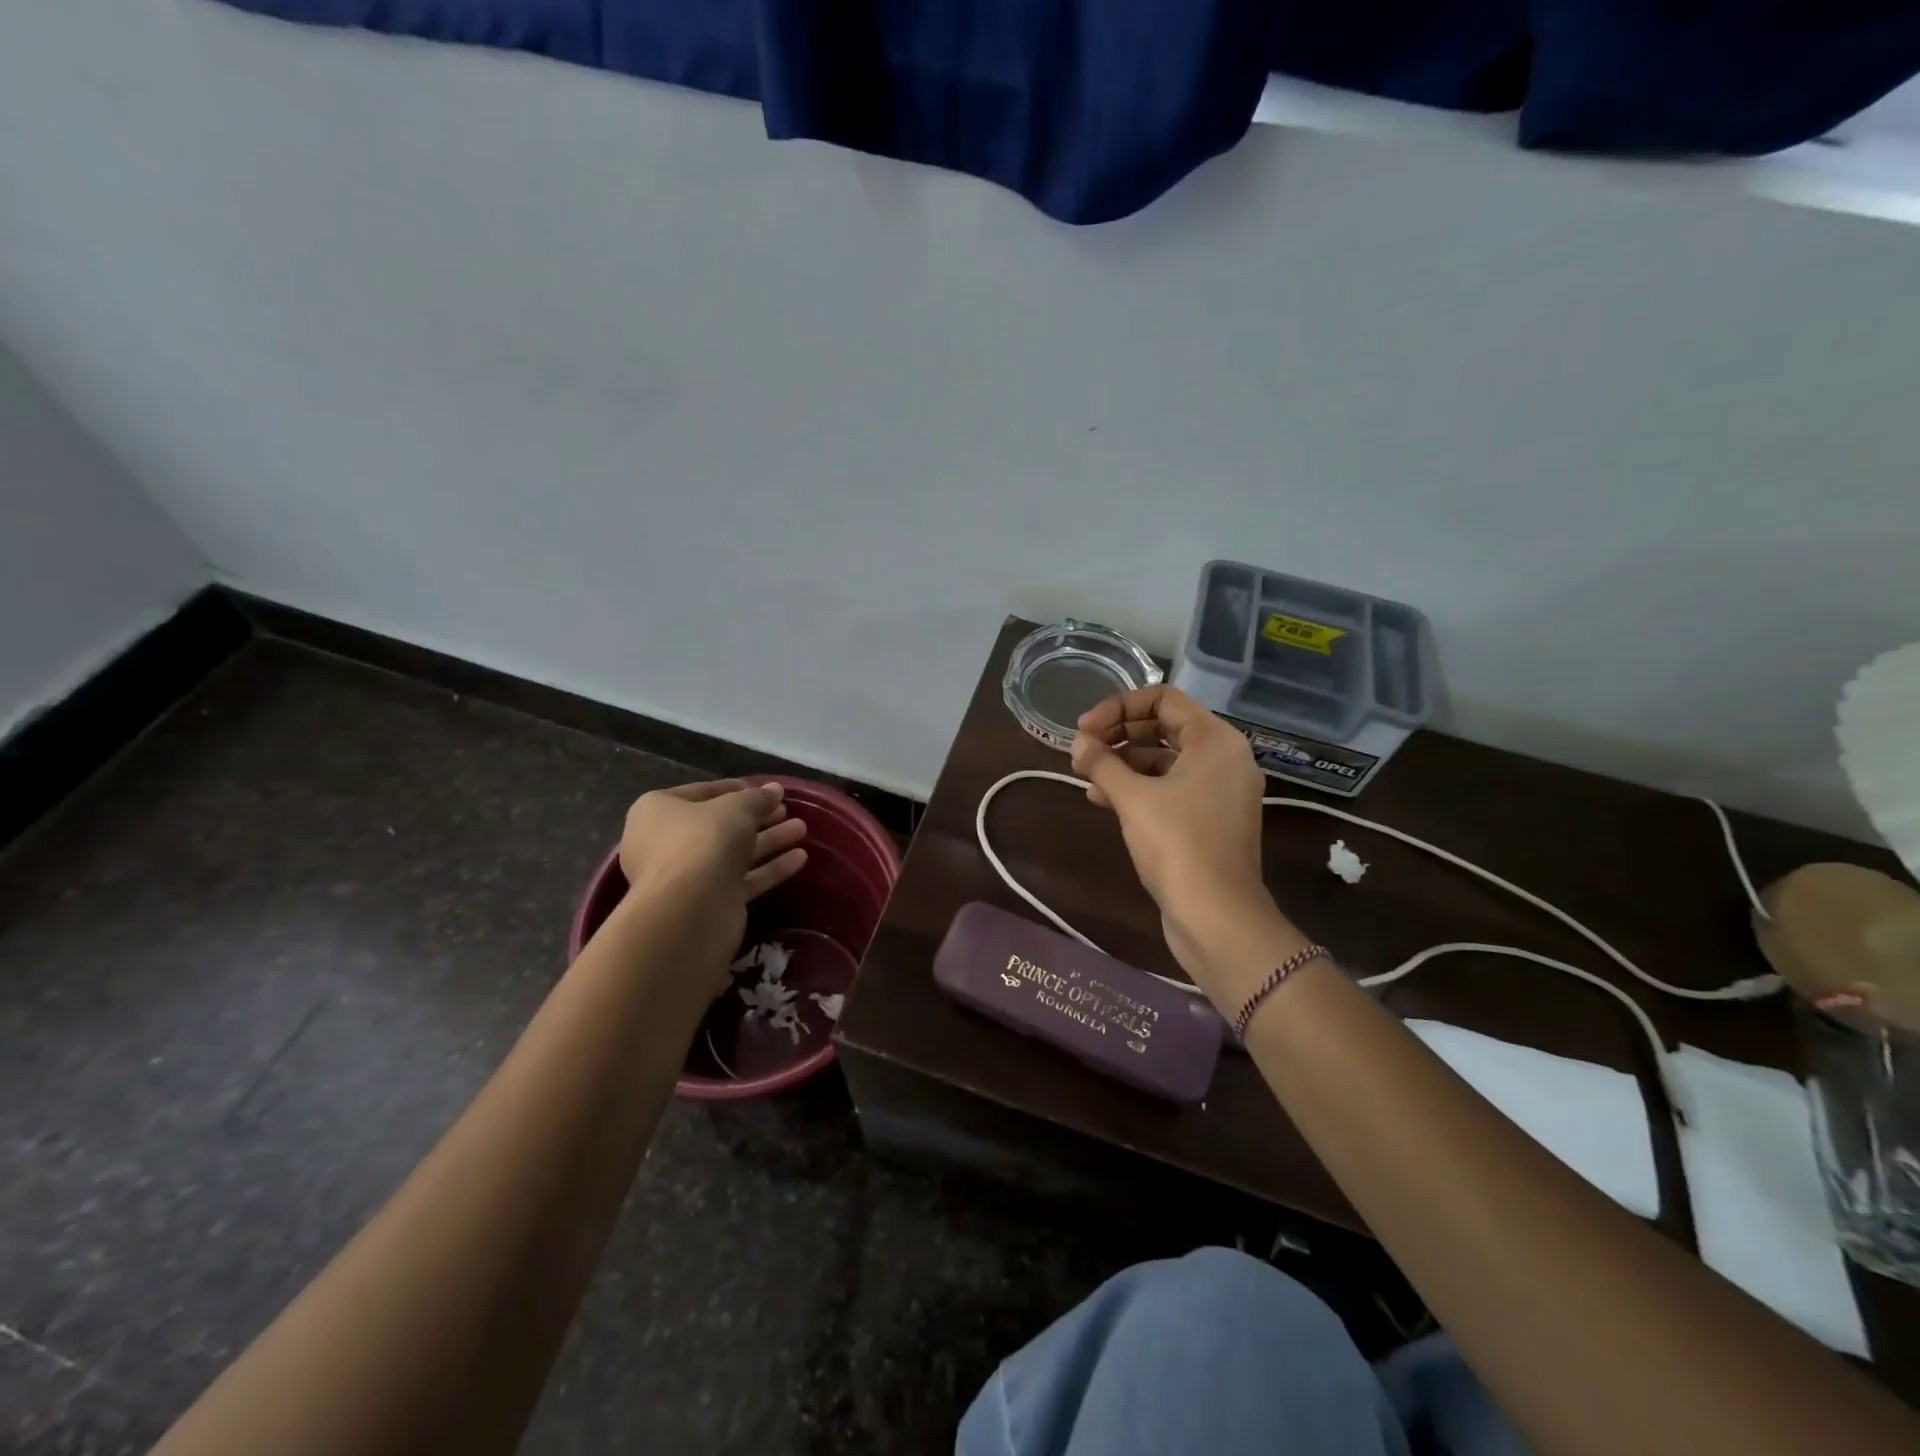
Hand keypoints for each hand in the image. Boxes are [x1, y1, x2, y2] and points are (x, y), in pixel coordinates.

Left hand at [617, 780, 808, 979]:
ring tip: (802, 829)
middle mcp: (667, 842)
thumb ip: (757, 798)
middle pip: (720, 825)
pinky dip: (769, 868)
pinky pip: (743, 879)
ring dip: (769, 840)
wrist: (689, 911)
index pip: (702, 792)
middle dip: (757, 817)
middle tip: (786, 809)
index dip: (737, 789)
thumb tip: (775, 790)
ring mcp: (689, 875)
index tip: (767, 790)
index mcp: (659, 811)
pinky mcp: (711, 901)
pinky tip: (800, 858)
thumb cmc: (703, 842)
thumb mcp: (735, 808)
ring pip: (734, 852)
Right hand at [1071, 687, 1278, 988]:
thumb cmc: (1178, 846)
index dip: (1119, 706)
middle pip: (1164, 727)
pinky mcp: (1209, 820)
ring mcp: (1219, 791)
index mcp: (1215, 741)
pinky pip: (1170, 788)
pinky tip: (1102, 799)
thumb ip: (1102, 763)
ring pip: (1164, 759)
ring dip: (1123, 762)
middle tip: (1082, 749)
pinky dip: (1138, 787)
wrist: (1217, 918)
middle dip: (1119, 734)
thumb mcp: (1133, 799)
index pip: (1163, 699)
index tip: (1084, 728)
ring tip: (1085, 775)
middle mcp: (1223, 759)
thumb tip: (1078, 743)